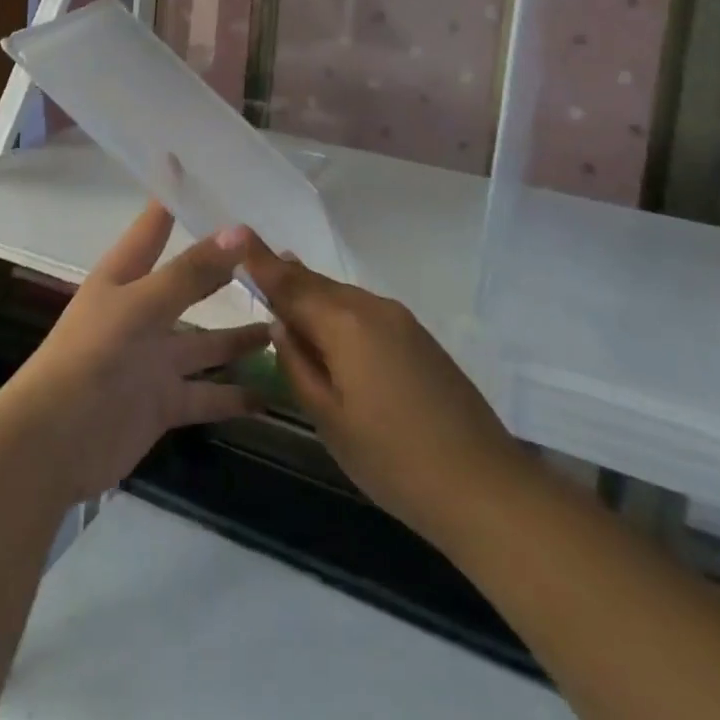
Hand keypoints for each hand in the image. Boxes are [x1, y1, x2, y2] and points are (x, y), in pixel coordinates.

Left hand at [0, 203, 269, 503]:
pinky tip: (273, 393)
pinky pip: (207, 394)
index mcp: (126, 276)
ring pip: (207, 341)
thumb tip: (240, 230)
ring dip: (242, 336)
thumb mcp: (141, 306)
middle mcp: (143, 310)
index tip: (206, 169)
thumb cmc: (90, 357)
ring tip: (287, 322)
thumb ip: (190, 273)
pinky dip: (236, 396)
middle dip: (226, 269)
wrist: (52, 443)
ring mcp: (154, 358)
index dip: (176, 196)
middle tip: (276, 253)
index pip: (155, 224)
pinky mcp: (163, 401)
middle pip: (191, 282)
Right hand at [242, 233, 514, 545]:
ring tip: (288, 301)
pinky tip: (331, 333)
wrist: (484, 486)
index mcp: (345, 323)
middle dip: (287, 278)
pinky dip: (340, 314)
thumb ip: (298, 367)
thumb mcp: (330, 420)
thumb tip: (282, 328)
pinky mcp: (419, 338)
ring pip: (343, 298)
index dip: (260, 260)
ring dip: (314, 298)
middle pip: (318, 285)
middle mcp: (373, 308)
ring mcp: (401, 320)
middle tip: (256, 269)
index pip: (290, 283)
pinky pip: (366, 313)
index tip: (235, 234)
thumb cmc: (393, 459)